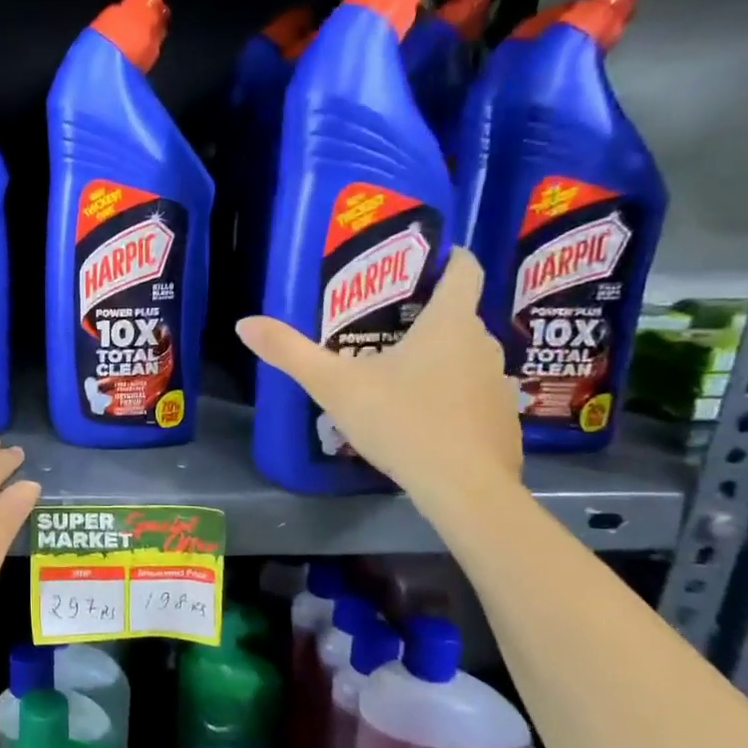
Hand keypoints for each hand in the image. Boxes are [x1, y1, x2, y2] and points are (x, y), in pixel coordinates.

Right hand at [235, 248, 520, 504]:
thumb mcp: (334, 386)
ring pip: (467, 357)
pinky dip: (453, 396)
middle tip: (386, 326)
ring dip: (441, 358)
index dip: (450, 258)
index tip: (428, 259)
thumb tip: (244, 324)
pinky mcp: (503, 420)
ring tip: (402, 373)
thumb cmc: (402, 422)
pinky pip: (474, 394)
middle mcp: (483, 344)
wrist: (464, 489)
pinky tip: (425, 418)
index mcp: (449, 323)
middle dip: (428, 316)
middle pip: (460, 316)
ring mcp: (498, 384)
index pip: (464, 271)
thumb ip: (290, 352)